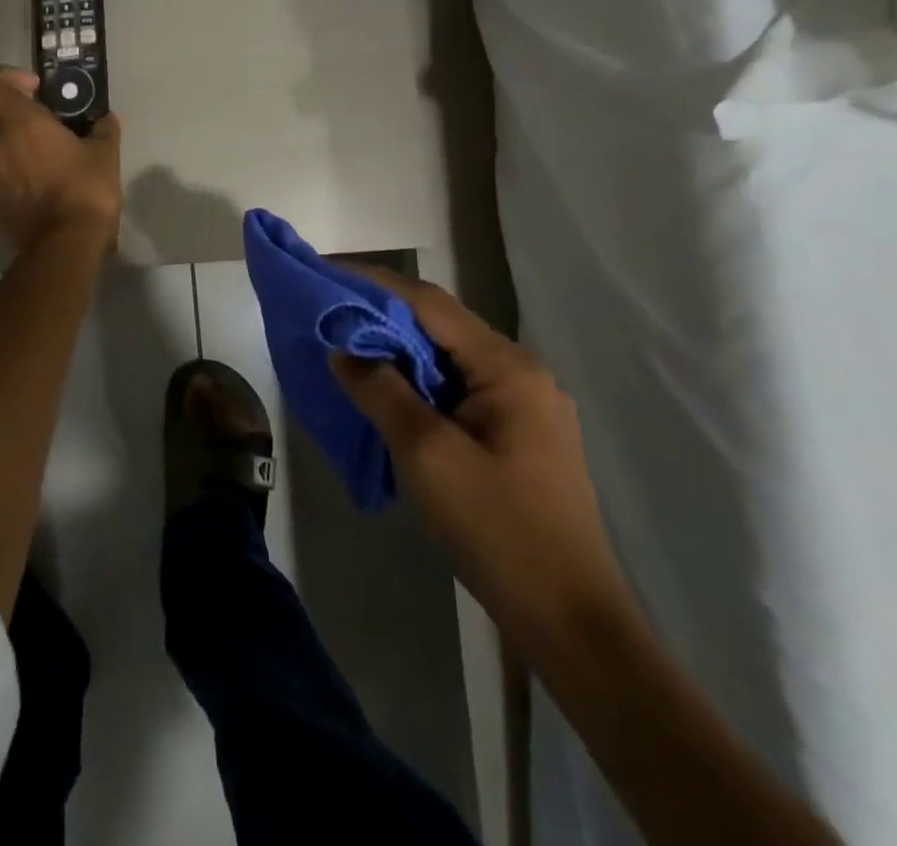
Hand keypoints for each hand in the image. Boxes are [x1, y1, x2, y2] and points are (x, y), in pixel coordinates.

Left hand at [0, 66, 122, 250]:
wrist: (65, 245)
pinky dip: (10, 168)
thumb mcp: (106, 155)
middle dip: (10, 110)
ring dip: (9, 140)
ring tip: (41, 153)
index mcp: (21, 122)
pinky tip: (38, 181)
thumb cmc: (85, 190)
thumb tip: (107, 119)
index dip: (4, 76)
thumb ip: (104, 130)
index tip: (33, 88)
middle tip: (40, 121)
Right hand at [331, 265, 636, 657]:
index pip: (429, 304)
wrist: (570, 622)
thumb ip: (380, 390)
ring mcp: (525, 404)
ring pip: (448, 358)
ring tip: (348, 349)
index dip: (374, 283)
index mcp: (508, 367)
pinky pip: (458, 388)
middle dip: (382, 315)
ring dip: (398, 350)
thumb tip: (342, 348)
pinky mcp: (519, 434)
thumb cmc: (497, 529)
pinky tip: (388, 394)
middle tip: (330, 313)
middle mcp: (522, 373)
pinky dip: (418, 381)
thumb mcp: (426, 454)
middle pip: (441, 326)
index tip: (325, 273)